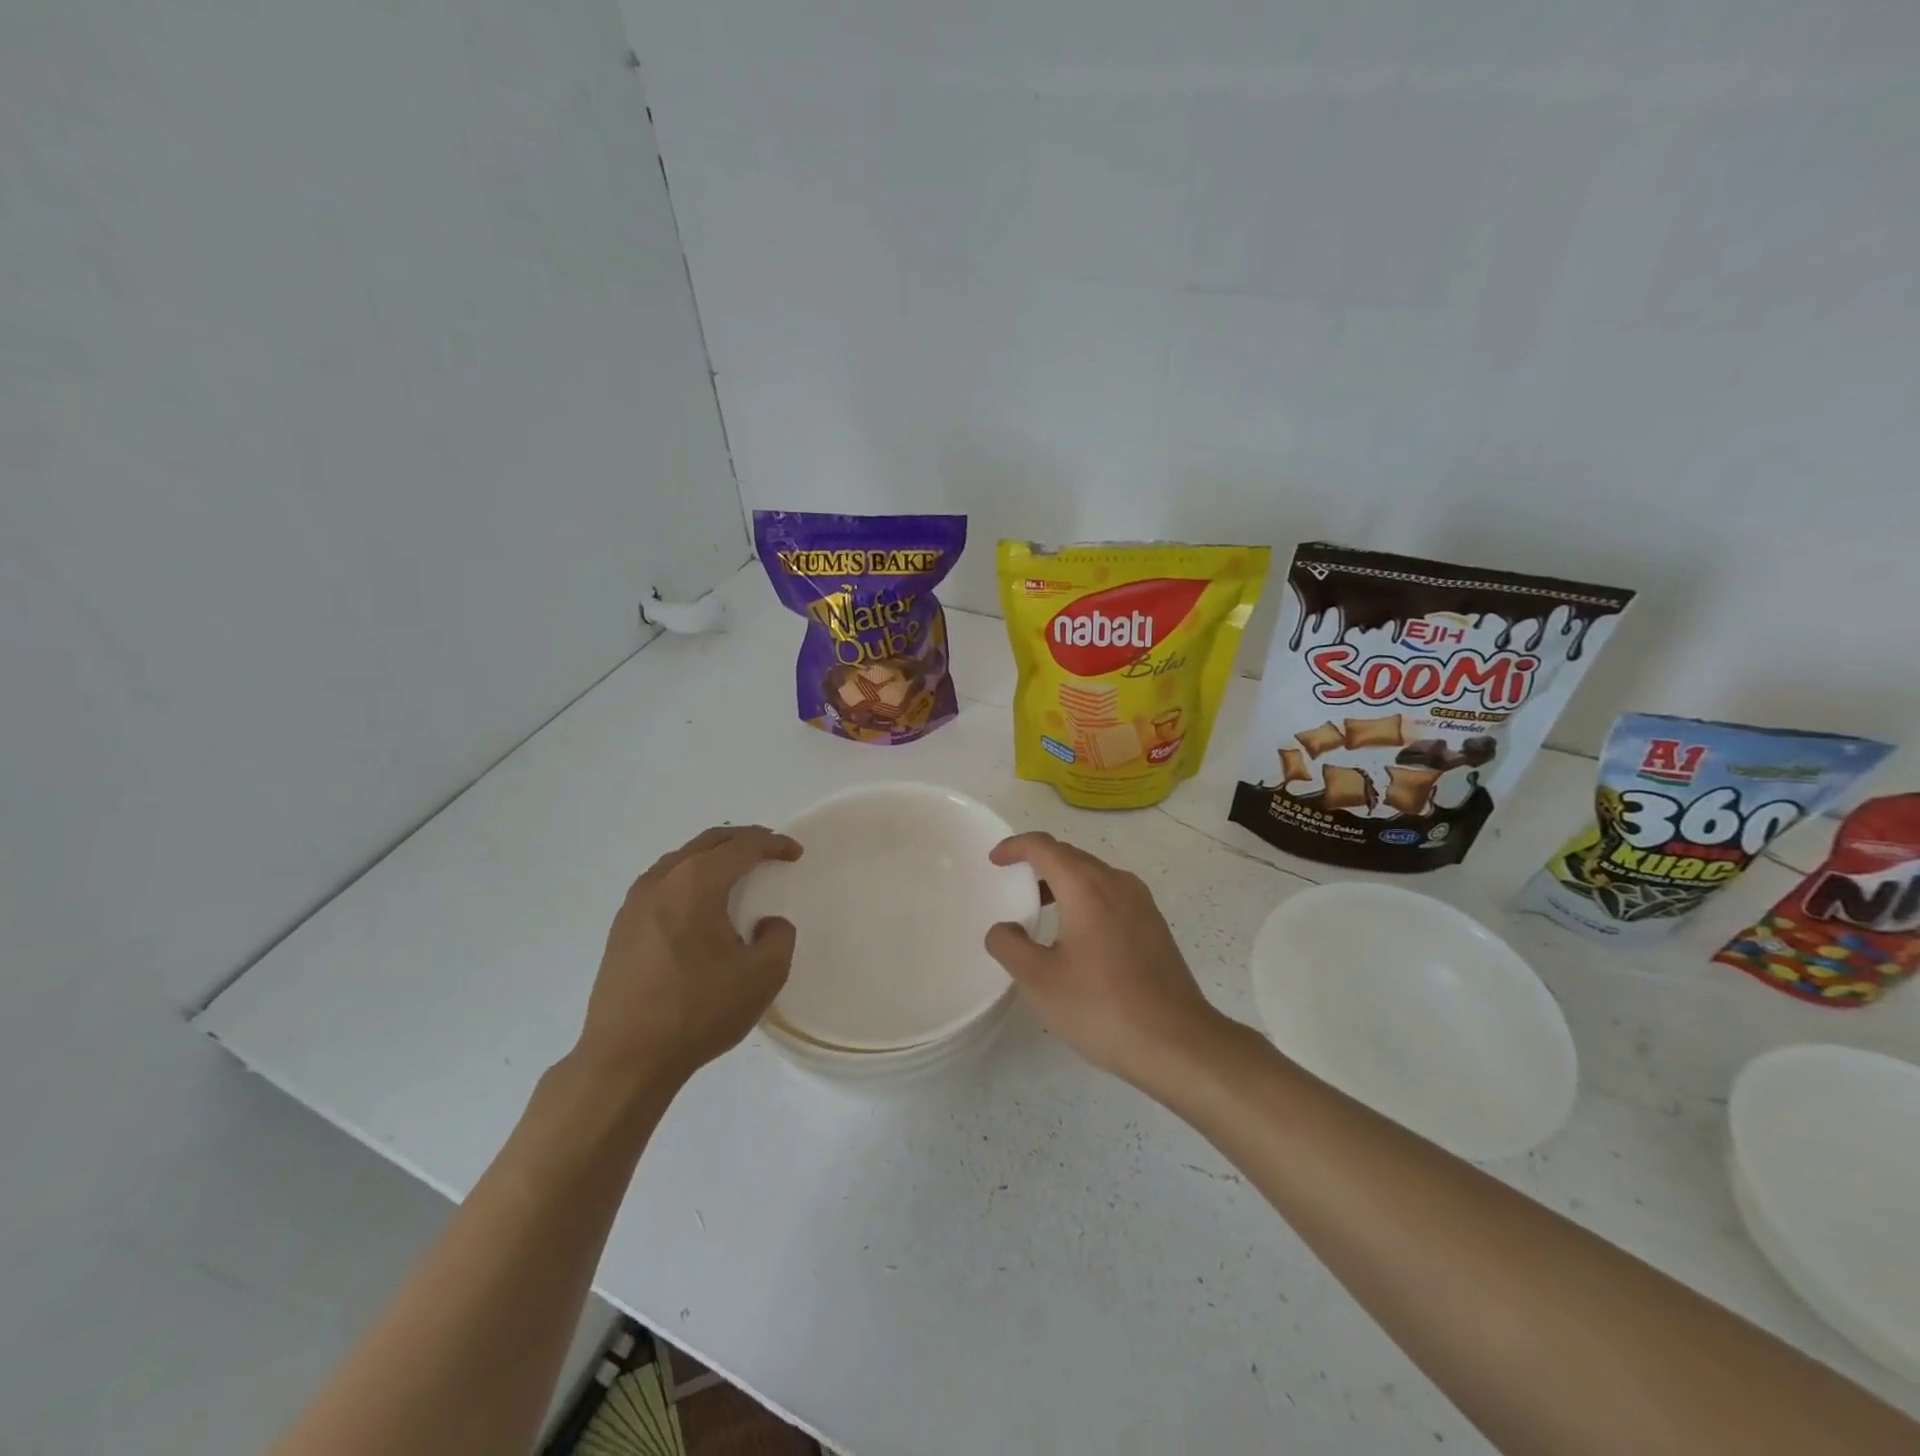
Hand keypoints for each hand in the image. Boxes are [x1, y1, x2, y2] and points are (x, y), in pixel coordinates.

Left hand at [572, 825, 801, 1097]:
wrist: (625, 1060)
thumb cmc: (697, 1012)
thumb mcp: (762, 976)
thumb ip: (779, 937)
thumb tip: (767, 923)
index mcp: (696, 883)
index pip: (742, 847)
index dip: (773, 844)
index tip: (795, 854)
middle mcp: (661, 881)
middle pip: (708, 843)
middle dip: (743, 840)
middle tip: (770, 849)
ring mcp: (635, 903)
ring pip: (681, 859)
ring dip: (713, 856)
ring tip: (737, 870)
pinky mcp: (622, 927)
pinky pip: (663, 882)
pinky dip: (690, 877)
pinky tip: (699, 902)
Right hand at [983, 832, 1225, 1090]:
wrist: (1177, 1043)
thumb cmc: (1101, 1007)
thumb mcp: (1039, 980)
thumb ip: (1009, 945)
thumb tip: (1004, 928)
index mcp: (1086, 886)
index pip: (1044, 847)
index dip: (1015, 846)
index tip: (994, 860)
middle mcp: (1117, 882)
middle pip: (1070, 856)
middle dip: (1038, 862)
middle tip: (1012, 883)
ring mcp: (1141, 903)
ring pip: (1094, 875)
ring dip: (1063, 882)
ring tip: (1040, 909)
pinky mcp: (1155, 925)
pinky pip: (1112, 895)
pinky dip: (1086, 899)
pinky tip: (1077, 935)